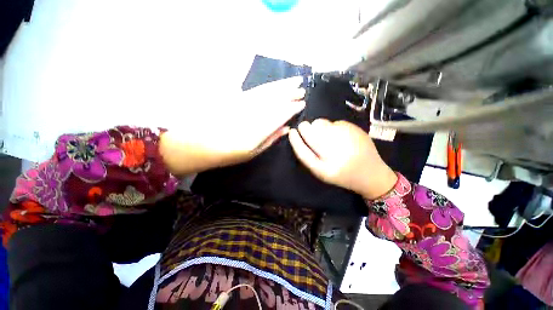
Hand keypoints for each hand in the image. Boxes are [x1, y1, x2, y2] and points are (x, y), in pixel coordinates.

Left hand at [160, 77, 305, 174]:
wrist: (200, 144)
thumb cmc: (229, 153)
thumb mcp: (253, 152)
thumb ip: (271, 138)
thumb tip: (286, 128)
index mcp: (257, 130)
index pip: (279, 114)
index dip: (291, 108)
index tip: (302, 104)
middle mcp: (251, 113)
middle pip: (274, 99)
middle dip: (289, 92)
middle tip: (301, 88)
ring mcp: (242, 103)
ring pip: (265, 91)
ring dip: (280, 85)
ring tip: (293, 81)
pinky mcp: (234, 98)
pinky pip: (254, 89)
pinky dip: (266, 86)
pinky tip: (273, 83)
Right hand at [288, 119, 397, 198]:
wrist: (371, 174)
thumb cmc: (343, 175)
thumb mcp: (323, 172)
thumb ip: (309, 157)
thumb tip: (300, 135)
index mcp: (326, 170)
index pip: (304, 153)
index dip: (295, 141)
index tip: (292, 132)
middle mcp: (337, 155)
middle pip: (313, 136)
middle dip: (305, 128)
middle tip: (304, 127)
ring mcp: (347, 141)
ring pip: (323, 125)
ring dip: (317, 125)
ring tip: (322, 132)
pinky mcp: (356, 130)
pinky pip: (335, 122)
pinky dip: (331, 125)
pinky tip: (337, 133)